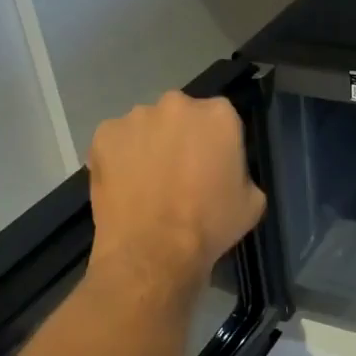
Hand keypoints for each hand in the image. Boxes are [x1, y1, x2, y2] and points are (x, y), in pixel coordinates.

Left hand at [88, 92, 265, 290]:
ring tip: (147, 183)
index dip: (216, 144)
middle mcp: (177, 104)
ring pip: (146, 126)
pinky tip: (125, 186)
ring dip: (149, 145)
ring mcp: (136, 117)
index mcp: (219, 115)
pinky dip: (119, 158)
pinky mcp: (104, 135)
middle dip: (181, 137)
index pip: (221, 119)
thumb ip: (241, 171)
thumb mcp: (252, 201)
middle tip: (178, 174)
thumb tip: (224, 170)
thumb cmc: (210, 226)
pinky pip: (116, 142)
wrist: (153, 251)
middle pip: (181, 116)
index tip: (212, 167)